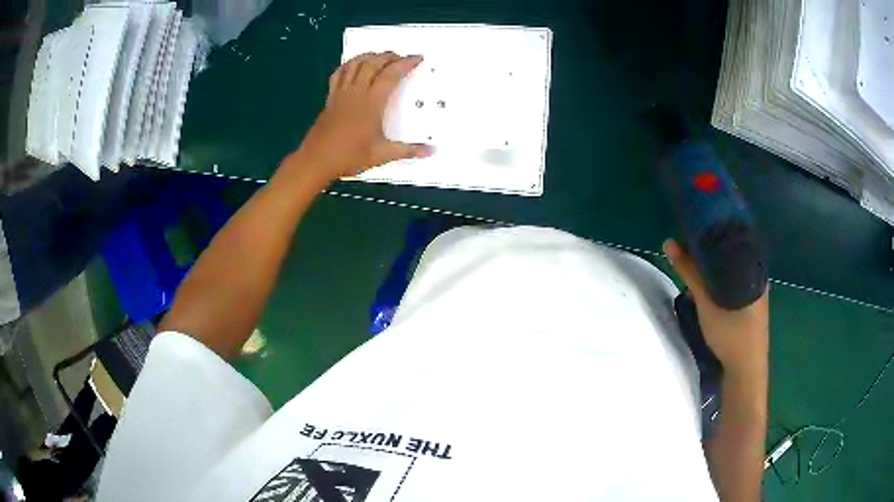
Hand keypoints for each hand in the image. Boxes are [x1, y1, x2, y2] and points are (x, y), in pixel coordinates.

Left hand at [286, 52, 432, 185]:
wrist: (316, 160)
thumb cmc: (349, 156)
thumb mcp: (382, 155)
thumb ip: (408, 150)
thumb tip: (432, 150)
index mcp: (371, 103)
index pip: (391, 75)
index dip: (406, 63)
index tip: (417, 58)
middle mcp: (356, 92)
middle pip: (373, 63)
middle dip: (388, 55)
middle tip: (400, 56)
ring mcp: (341, 93)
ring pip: (355, 65)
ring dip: (369, 56)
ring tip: (379, 55)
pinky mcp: (330, 98)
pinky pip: (339, 74)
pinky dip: (348, 65)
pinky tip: (353, 65)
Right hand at [663, 239, 768, 379]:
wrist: (745, 370)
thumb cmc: (731, 333)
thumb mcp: (707, 302)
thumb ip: (690, 272)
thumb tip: (669, 243)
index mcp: (753, 266)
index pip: (733, 236)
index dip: (714, 230)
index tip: (695, 227)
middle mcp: (757, 274)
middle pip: (731, 253)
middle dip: (710, 251)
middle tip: (690, 248)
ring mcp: (755, 291)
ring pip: (732, 270)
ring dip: (714, 268)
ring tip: (695, 267)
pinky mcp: (750, 304)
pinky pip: (733, 283)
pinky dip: (720, 281)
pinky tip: (708, 289)